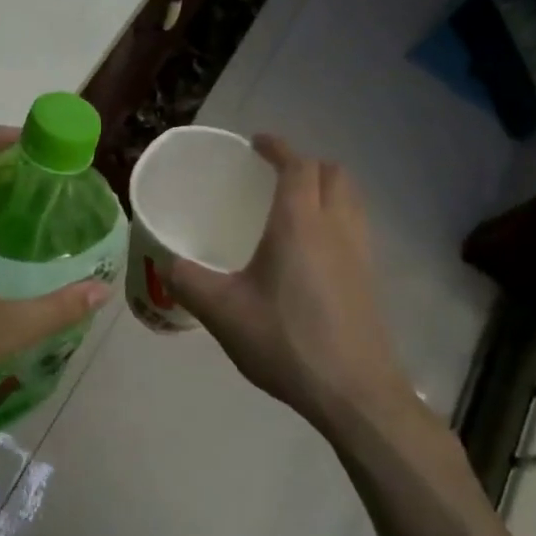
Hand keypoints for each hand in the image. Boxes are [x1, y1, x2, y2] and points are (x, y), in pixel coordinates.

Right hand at [169, 135, 417, 437]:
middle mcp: (336, 227)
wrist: (353, 391)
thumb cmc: (286, 341)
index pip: (296, 165)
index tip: (256, 143)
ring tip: (293, 205)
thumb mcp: (222, 312)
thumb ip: (188, 281)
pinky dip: (335, 217)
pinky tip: (310, 250)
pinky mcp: (369, 278)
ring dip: (325, 188)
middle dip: (305, 163)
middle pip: (333, 173)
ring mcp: (360, 252)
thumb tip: (166, 263)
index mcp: (300, 223)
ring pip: (351, 198)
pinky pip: (355, 226)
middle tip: (273, 175)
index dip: (277, 147)